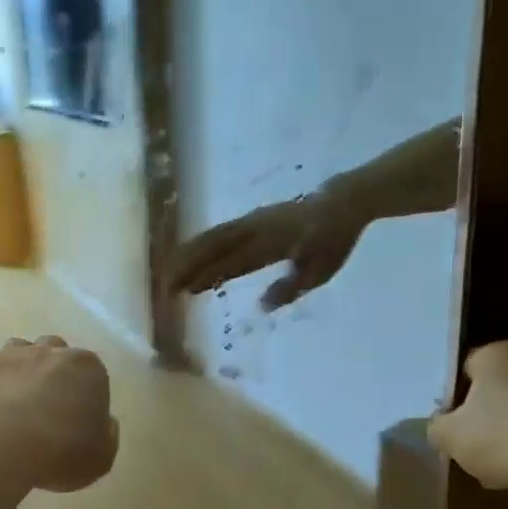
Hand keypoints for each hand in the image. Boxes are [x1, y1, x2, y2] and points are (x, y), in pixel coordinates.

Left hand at [0, 336, 118, 492]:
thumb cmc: (60, 450)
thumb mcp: (101, 457)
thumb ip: (106, 436)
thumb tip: (103, 423)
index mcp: (87, 368)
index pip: (92, 373)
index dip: (85, 396)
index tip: (77, 420)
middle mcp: (51, 351)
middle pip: (55, 353)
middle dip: (52, 374)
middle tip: (46, 409)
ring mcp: (11, 354)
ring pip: (19, 353)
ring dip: (19, 373)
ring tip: (13, 407)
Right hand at [169, 192, 366, 309]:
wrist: (341, 203)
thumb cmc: (332, 241)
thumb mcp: (319, 271)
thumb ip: (290, 287)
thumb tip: (261, 305)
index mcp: (271, 243)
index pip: (231, 262)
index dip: (206, 275)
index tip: (185, 291)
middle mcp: (254, 229)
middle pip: (213, 246)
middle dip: (187, 265)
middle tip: (166, 286)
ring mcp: (250, 221)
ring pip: (212, 236)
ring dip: (189, 254)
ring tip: (169, 273)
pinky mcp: (250, 220)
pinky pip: (219, 231)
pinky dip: (200, 244)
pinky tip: (189, 257)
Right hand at [427, 341, 507, 497]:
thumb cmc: (504, 435)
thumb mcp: (449, 436)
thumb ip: (436, 428)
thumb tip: (440, 426)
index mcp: (497, 354)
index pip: (465, 369)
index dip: (454, 398)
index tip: (450, 424)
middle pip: (497, 392)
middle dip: (485, 418)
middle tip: (471, 446)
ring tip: (500, 468)